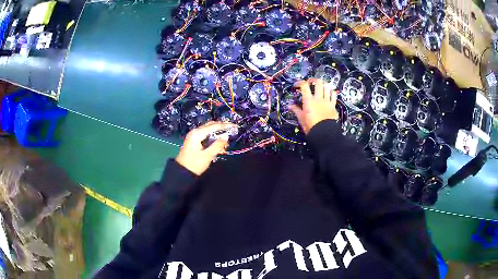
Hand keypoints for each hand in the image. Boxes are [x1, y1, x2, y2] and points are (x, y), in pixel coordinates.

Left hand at [176, 122, 236, 175]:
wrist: (181, 173)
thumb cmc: (194, 164)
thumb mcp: (208, 155)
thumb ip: (218, 145)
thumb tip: (226, 136)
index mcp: (197, 134)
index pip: (213, 126)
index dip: (225, 126)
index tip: (235, 126)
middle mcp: (195, 132)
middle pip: (210, 125)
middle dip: (221, 126)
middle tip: (232, 128)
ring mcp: (193, 136)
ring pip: (207, 130)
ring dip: (217, 131)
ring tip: (227, 134)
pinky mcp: (193, 141)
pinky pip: (205, 135)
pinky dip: (212, 136)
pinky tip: (218, 140)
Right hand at [290, 78, 338, 133]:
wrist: (324, 133)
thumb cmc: (311, 126)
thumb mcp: (301, 118)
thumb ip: (296, 110)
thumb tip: (290, 106)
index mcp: (309, 100)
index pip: (304, 85)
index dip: (299, 82)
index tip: (297, 85)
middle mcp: (318, 98)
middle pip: (318, 82)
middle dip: (313, 80)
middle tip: (311, 83)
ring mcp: (327, 101)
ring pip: (327, 87)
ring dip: (323, 85)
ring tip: (320, 87)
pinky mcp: (333, 105)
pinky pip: (334, 95)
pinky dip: (331, 92)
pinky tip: (329, 93)